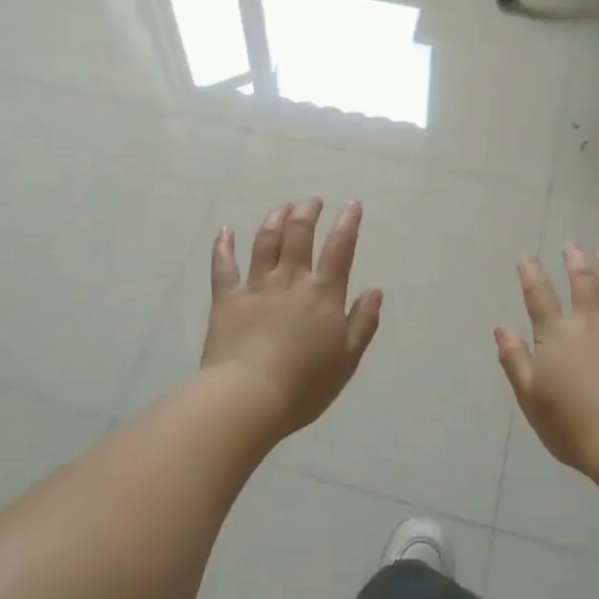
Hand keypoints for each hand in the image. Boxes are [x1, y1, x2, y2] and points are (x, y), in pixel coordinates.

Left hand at [200, 198, 382, 438]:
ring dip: (275, 219)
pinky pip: (224, 266)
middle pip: (299, 235)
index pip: (339, 249)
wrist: (249, 397)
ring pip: (265, 242)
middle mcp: (290, 280)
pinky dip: (223, 246)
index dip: (347, 223)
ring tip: (282, 207)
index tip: (351, 204)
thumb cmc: (305, 384)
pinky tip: (225, 231)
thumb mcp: (347, 358)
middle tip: (312, 202)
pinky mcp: (226, 299)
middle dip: (307, 212)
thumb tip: (375, 291)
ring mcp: (256, 286)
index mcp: (323, 294)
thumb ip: (363, 322)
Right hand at [495, 246, 598, 475]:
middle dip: (576, 261)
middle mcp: (590, 324)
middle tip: (573, 245)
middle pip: (583, 283)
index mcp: (556, 335)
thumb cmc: (570, 424)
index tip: (526, 256)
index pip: (539, 296)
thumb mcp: (529, 395)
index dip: (530, 274)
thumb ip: (514, 359)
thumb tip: (501, 329)